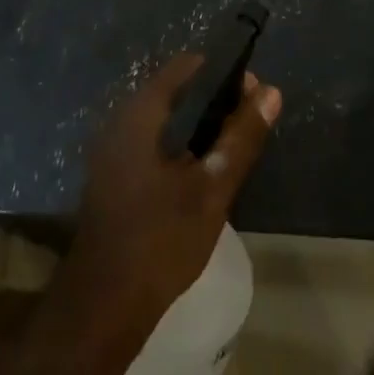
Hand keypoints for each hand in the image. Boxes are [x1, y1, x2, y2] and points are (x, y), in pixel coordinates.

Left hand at [65, 54, 281, 329]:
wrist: (102, 307)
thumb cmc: (159, 240)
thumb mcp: (211, 189)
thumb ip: (241, 138)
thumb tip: (271, 92)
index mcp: (140, 113)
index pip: (186, 67)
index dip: (222, 74)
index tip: (251, 94)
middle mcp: (121, 120)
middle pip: (174, 92)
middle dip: (213, 102)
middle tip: (246, 125)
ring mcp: (112, 150)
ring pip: (163, 121)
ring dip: (196, 127)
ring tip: (229, 149)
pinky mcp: (111, 176)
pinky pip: (150, 143)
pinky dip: (178, 147)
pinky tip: (199, 175)